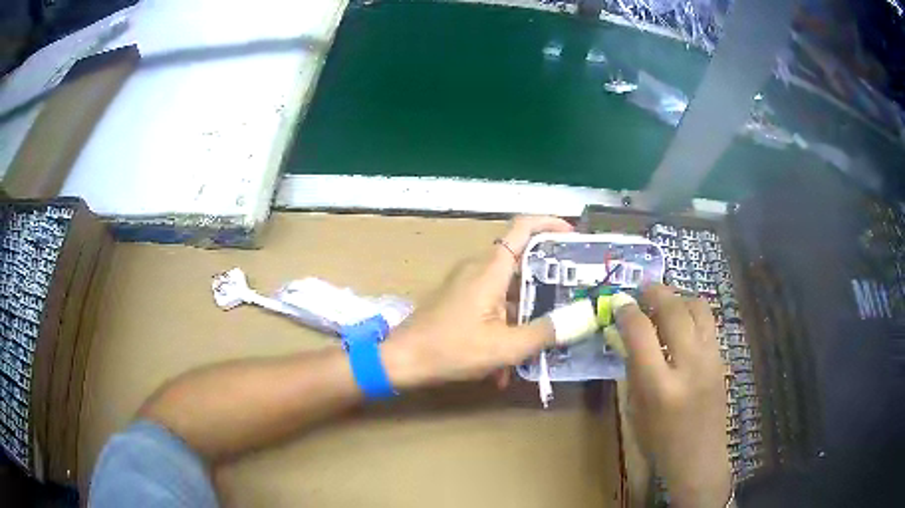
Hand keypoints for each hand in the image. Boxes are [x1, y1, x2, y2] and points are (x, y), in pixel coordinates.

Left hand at [381, 216, 572, 388]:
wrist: (400, 360)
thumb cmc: (450, 349)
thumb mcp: (504, 347)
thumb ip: (544, 333)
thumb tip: (580, 319)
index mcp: (491, 268)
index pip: (523, 227)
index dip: (550, 224)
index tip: (575, 236)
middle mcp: (478, 268)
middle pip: (521, 258)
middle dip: (548, 276)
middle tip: (572, 292)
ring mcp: (466, 284)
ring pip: (507, 289)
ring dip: (525, 313)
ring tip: (544, 339)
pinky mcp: (459, 300)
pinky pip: (491, 305)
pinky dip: (504, 327)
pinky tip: (504, 368)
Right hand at [616, 284, 731, 507]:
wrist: (699, 457)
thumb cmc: (659, 441)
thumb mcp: (635, 409)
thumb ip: (633, 369)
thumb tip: (626, 334)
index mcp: (660, 386)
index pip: (641, 333)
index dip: (627, 312)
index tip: (619, 303)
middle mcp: (689, 365)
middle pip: (674, 310)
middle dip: (655, 292)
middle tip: (642, 290)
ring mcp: (710, 359)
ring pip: (698, 307)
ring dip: (678, 297)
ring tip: (664, 302)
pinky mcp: (722, 358)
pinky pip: (708, 322)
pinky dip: (692, 312)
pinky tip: (682, 322)